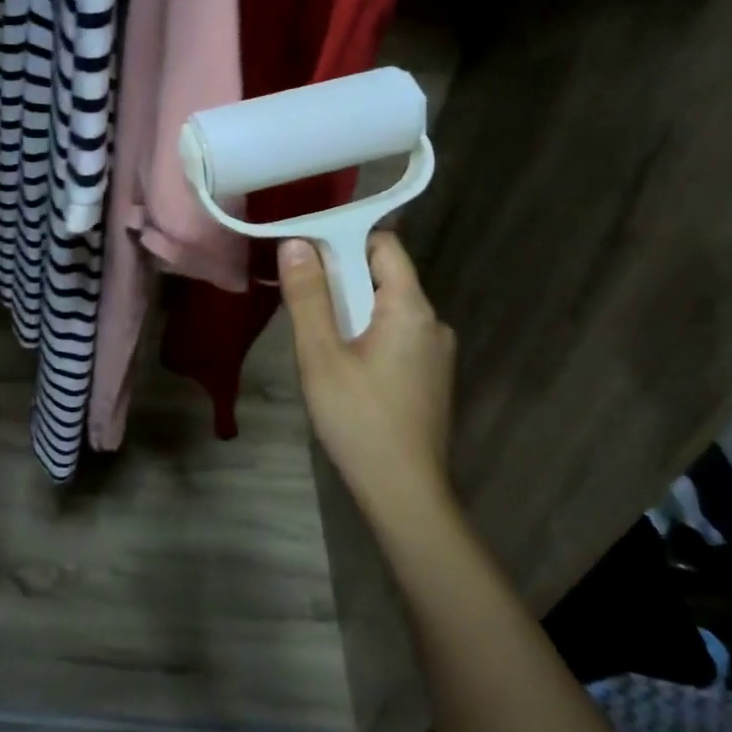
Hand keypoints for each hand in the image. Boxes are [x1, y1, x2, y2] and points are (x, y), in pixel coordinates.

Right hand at [279, 233, 458, 542]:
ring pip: (386, 308)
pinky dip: (365, 333)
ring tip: (315, 337)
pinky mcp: (429, 376)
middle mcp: (433, 322)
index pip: (384, 245)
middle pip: (384, 276)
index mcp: (411, 308)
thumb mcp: (321, 355)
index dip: (344, 239)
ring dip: (350, 309)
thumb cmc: (359, 419)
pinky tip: (341, 365)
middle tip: (300, 298)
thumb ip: (308, 297)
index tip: (304, 253)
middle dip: (341, 278)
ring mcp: (435, 352)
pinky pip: (394, 335)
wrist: (404, 492)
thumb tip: (296, 243)